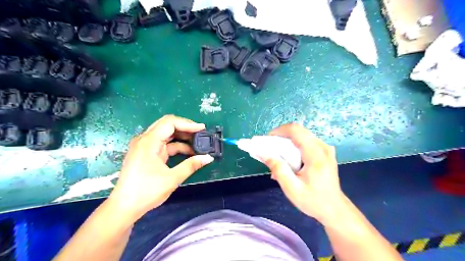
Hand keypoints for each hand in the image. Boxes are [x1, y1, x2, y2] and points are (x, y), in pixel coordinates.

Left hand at [108, 115, 212, 218]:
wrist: (124, 207)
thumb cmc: (146, 192)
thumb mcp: (172, 178)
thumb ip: (191, 165)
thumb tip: (209, 158)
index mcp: (149, 142)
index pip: (170, 123)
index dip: (187, 123)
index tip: (202, 129)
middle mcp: (145, 140)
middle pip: (167, 125)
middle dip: (185, 128)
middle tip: (201, 134)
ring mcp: (145, 147)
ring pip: (166, 135)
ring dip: (182, 138)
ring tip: (198, 143)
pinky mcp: (147, 154)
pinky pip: (164, 144)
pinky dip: (176, 146)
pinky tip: (188, 152)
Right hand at [261, 124, 344, 222]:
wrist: (335, 209)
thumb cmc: (313, 201)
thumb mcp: (292, 188)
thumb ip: (278, 169)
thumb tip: (263, 153)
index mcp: (316, 154)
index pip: (296, 130)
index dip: (279, 131)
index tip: (267, 140)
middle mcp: (322, 147)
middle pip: (298, 131)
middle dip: (281, 138)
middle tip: (270, 151)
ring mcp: (325, 149)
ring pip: (301, 136)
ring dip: (287, 144)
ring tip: (279, 159)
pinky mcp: (325, 152)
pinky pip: (306, 143)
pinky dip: (294, 148)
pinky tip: (290, 162)